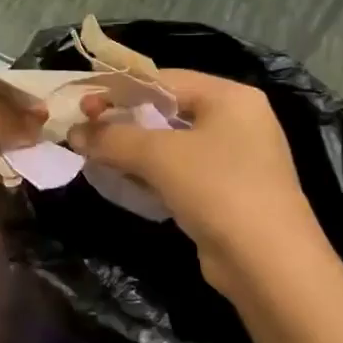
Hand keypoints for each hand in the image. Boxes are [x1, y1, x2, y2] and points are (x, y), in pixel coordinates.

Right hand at [67, 70, 332, 300]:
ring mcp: (234, 158)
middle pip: (167, 110)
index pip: (164, 80)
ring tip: (94, 155)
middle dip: (123, 120)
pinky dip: (149, 173)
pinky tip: (122, 181)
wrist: (268, 263)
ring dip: (132, 149)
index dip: (119, 89)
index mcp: (230, 97)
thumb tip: (74, 132)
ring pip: (170, 143)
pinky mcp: (225, 191)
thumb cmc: (217, 189)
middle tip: (83, 131)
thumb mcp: (159, 155)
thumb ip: (112, 137)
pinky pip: (178, 171)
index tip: (82, 104)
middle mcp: (236, 120)